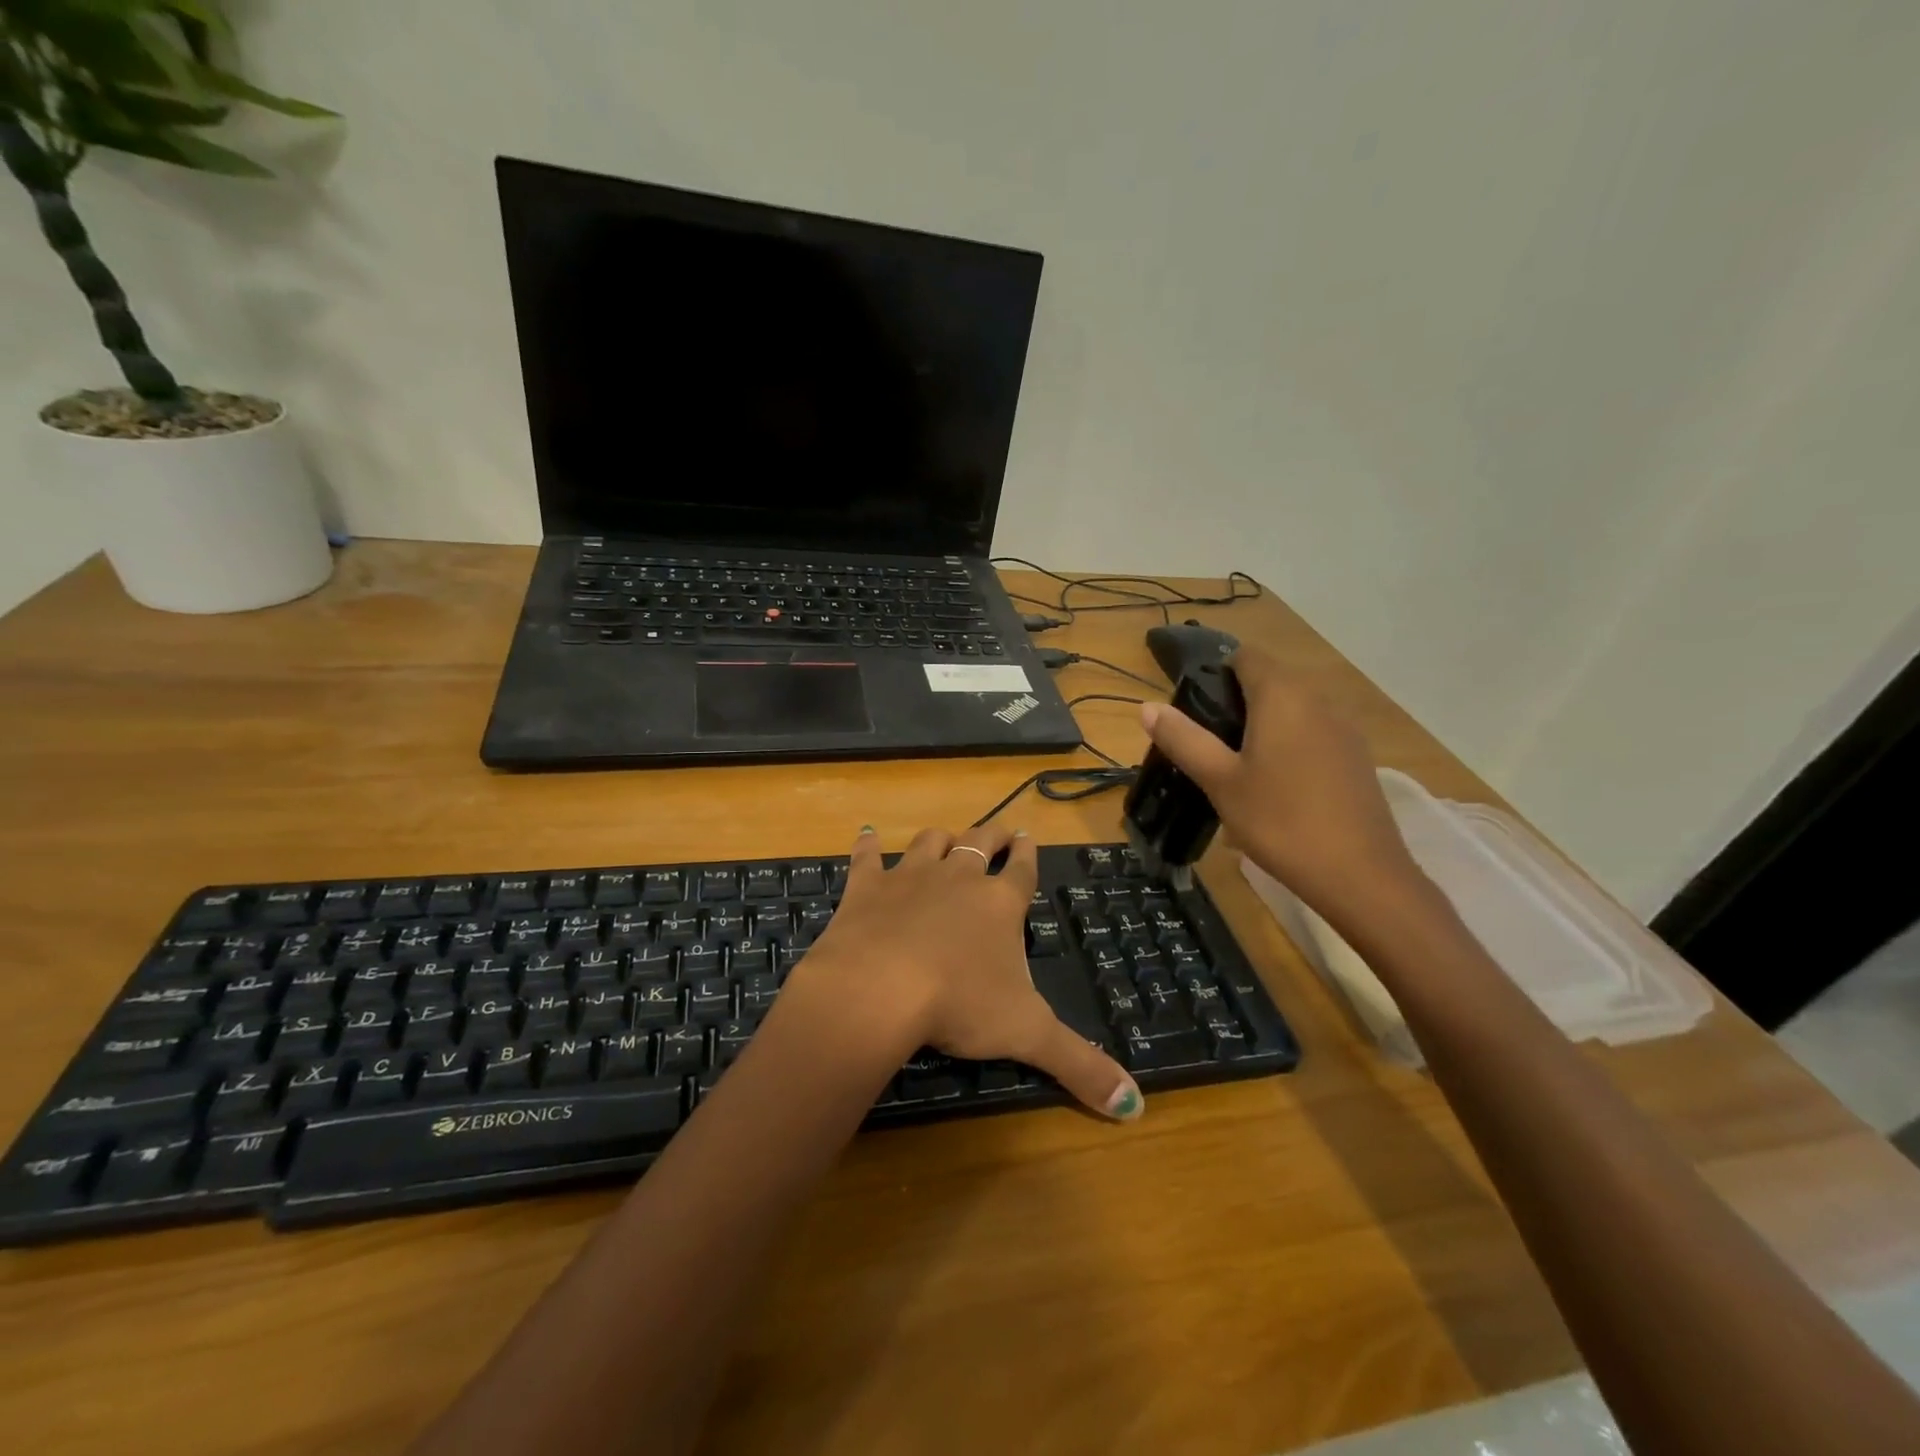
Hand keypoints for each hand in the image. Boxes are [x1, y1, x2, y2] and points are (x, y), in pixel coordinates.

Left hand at [791, 824, 1142, 1119]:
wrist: (878, 988)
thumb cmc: (959, 1005)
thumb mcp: (1028, 1035)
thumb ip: (1080, 1065)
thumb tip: (1133, 1105)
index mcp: (1000, 904)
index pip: (1022, 870)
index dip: (1028, 854)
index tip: (1029, 838)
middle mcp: (958, 878)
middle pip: (980, 844)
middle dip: (993, 835)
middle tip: (1001, 830)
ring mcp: (910, 877)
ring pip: (931, 843)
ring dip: (941, 838)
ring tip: (947, 837)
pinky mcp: (866, 887)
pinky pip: (867, 857)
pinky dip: (868, 844)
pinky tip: (867, 835)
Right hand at [1140, 645, 1420, 916]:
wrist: (1359, 875)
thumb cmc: (1280, 821)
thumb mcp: (1219, 781)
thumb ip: (1183, 739)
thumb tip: (1147, 706)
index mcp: (1282, 695)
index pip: (1245, 656)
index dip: (1216, 673)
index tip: (1194, 710)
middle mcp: (1318, 699)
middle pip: (1270, 681)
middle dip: (1236, 703)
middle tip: (1208, 745)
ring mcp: (1344, 728)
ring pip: (1294, 709)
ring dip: (1264, 726)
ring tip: (1237, 769)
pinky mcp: (1357, 757)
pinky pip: (1314, 733)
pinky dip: (1290, 745)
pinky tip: (1277, 787)